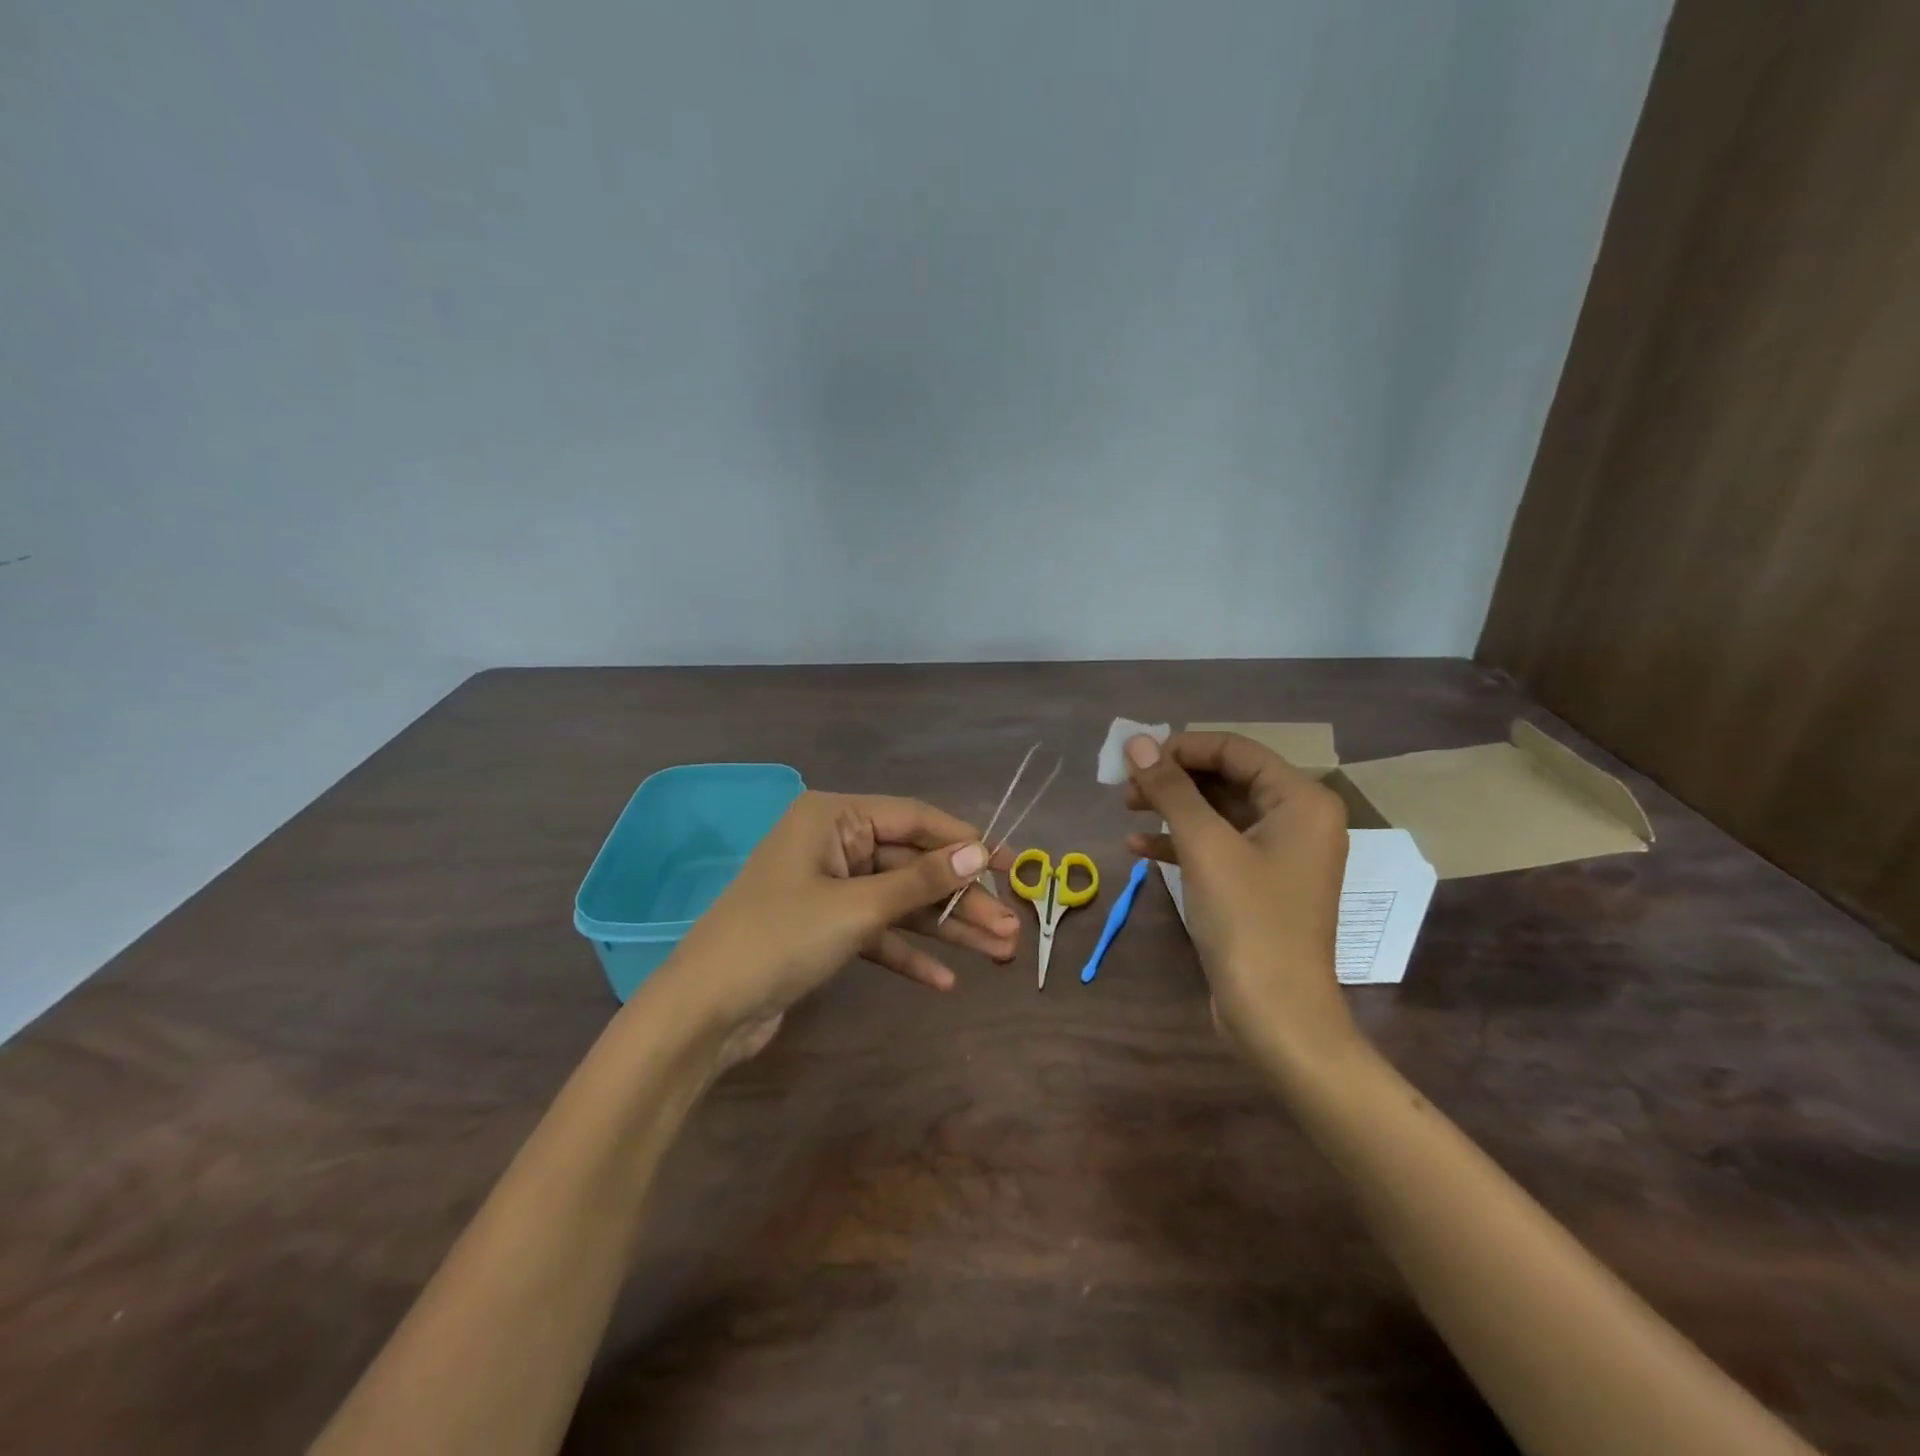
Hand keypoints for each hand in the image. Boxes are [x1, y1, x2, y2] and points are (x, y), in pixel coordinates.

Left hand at [654, 791, 1019, 1060]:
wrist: (703, 1013)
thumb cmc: (779, 940)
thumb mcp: (857, 907)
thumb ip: (920, 880)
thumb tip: (979, 852)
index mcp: (832, 818)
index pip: (914, 819)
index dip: (965, 842)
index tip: (1010, 865)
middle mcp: (832, 844)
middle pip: (911, 865)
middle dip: (961, 899)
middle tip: (1011, 929)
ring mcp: (828, 888)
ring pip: (899, 902)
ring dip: (945, 929)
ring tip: (999, 953)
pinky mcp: (824, 930)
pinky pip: (877, 933)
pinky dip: (908, 954)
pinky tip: (945, 981)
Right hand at [1121, 732, 1355, 1064]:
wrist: (1275, 1015)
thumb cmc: (1248, 921)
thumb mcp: (1204, 847)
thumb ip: (1170, 789)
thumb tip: (1136, 741)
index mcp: (1301, 800)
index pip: (1234, 749)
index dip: (1181, 747)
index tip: (1134, 759)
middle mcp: (1297, 819)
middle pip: (1226, 777)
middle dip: (1173, 778)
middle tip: (1125, 787)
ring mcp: (1279, 854)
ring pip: (1218, 812)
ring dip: (1172, 808)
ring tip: (1126, 810)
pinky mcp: (1259, 884)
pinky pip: (1217, 846)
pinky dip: (1180, 842)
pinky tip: (1139, 848)